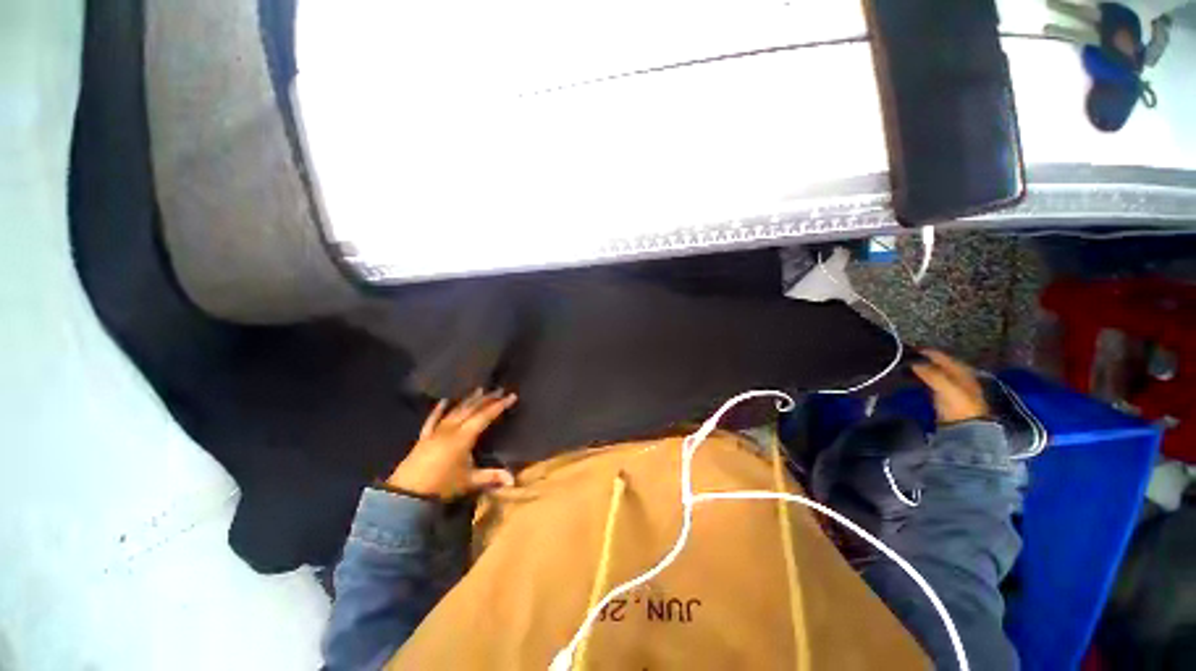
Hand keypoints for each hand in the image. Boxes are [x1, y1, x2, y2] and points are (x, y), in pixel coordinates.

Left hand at [386, 389, 517, 500]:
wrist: (407, 494)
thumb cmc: (442, 486)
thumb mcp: (470, 481)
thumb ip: (492, 477)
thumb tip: (514, 480)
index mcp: (464, 437)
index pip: (486, 416)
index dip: (499, 405)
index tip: (512, 395)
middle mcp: (451, 429)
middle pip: (472, 409)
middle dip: (487, 399)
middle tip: (499, 389)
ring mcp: (436, 431)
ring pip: (456, 410)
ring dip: (468, 400)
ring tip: (479, 390)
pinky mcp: (424, 437)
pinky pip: (433, 419)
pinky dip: (439, 409)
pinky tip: (444, 400)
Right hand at [911, 350, 989, 424]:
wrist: (966, 429)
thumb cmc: (959, 405)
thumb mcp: (946, 387)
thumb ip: (931, 373)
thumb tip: (912, 363)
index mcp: (961, 370)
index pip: (941, 355)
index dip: (925, 351)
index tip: (906, 349)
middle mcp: (958, 375)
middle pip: (938, 363)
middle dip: (922, 359)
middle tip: (903, 358)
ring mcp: (952, 386)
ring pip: (934, 372)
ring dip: (921, 369)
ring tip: (905, 367)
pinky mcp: (945, 397)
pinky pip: (931, 382)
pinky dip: (922, 378)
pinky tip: (913, 379)